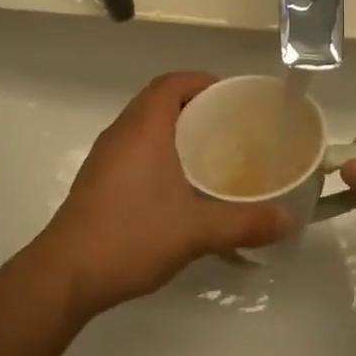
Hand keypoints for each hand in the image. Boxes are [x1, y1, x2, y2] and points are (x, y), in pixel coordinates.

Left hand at [36, 73, 291, 317]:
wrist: (66, 274)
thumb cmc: (132, 236)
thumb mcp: (196, 230)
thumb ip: (245, 223)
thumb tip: (289, 220)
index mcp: (143, 128)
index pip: (171, 83)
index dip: (201, 81)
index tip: (231, 97)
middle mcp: (121, 134)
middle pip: (158, 101)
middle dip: (193, 106)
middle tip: (229, 126)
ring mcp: (104, 158)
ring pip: (144, 127)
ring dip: (174, 130)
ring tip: (210, 153)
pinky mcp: (97, 181)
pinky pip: (133, 150)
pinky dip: (158, 152)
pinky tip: (179, 185)